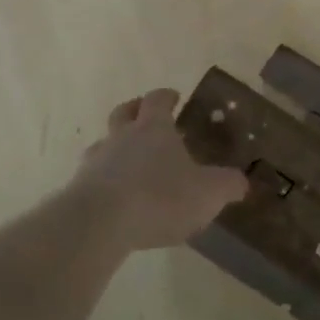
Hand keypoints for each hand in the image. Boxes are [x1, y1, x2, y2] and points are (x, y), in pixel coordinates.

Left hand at [70, 88, 247, 251]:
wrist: (99, 223)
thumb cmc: (160, 197)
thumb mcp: (209, 192)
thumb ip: (228, 185)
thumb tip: (241, 182)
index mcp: (153, 129)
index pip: (157, 101)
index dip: (166, 97)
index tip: (174, 97)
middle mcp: (121, 138)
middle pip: (123, 113)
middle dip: (134, 110)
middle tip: (143, 115)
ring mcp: (95, 163)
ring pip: (103, 145)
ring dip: (114, 148)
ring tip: (128, 163)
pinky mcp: (78, 190)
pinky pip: (92, 178)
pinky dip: (103, 182)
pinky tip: (114, 198)